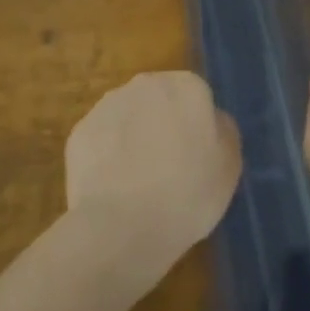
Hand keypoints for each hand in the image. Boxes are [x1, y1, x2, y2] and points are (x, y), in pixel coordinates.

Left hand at [65, 71, 240, 284]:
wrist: (122, 227)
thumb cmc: (187, 195)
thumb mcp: (229, 166)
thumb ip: (223, 131)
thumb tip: (212, 121)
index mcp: (187, 86)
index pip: (197, 97)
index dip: (197, 128)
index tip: (197, 159)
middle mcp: (146, 83)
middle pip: (160, 101)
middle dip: (163, 125)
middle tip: (169, 169)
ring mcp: (108, 105)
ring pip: (128, 117)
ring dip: (133, 138)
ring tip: (137, 184)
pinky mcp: (80, 131)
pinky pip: (102, 140)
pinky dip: (107, 158)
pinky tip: (113, 189)